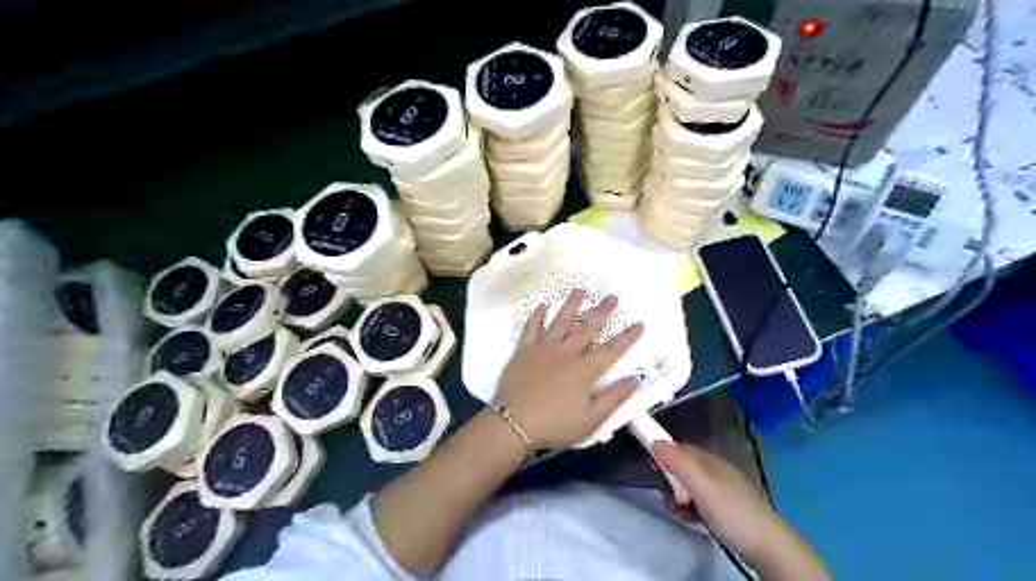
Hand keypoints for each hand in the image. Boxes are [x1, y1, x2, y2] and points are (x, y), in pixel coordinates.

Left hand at [497, 291, 644, 448]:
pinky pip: (531, 329)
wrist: (514, 423)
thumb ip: (614, 398)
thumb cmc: (555, 425)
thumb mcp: (591, 420)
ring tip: (579, 291)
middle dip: (602, 312)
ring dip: (571, 306)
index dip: (627, 337)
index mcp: (584, 370)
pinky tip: (542, 306)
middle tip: (611, 296)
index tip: (639, 323)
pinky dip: (536, 317)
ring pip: (560, 322)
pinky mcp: (524, 351)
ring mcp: (544, 349)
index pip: (611, 350)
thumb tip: (635, 378)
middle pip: (588, 328)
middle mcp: (567, 353)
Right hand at [654, 442, 799, 569]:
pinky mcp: (726, 510)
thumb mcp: (701, 486)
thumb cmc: (731, 512)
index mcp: (711, 461)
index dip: (665, 453)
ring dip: (679, 498)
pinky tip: (691, 520)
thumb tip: (655, 440)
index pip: (681, 448)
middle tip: (670, 497)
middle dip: (671, 481)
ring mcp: (722, 491)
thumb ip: (678, 463)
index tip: (653, 467)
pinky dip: (690, 509)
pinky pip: (699, 503)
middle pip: (684, 468)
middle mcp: (716, 471)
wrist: (768, 547)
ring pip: (690, 488)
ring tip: (679, 512)